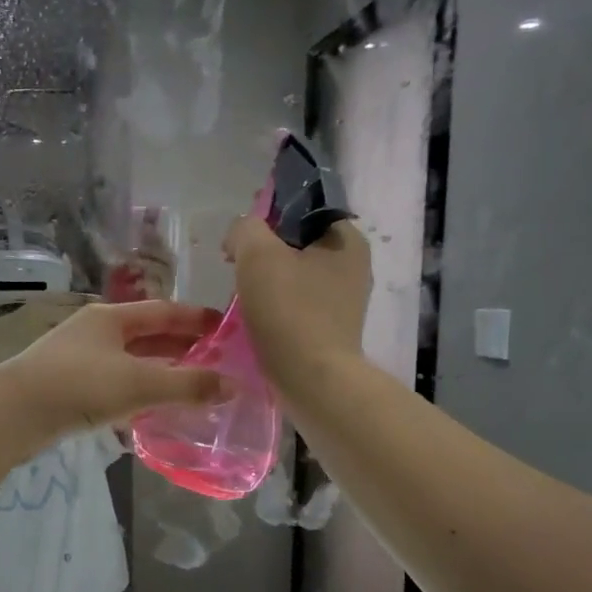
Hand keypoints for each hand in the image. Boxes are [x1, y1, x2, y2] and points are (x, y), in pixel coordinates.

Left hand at [0, 300, 226, 444]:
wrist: (12, 414)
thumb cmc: (79, 385)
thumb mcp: (139, 383)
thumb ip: (187, 385)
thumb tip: (233, 386)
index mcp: (111, 318)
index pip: (164, 311)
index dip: (196, 319)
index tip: (226, 328)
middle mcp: (95, 333)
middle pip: (147, 336)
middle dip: (181, 348)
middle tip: (217, 362)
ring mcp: (79, 361)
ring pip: (130, 363)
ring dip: (160, 374)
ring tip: (192, 388)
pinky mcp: (69, 389)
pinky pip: (114, 387)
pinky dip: (137, 395)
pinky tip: (151, 412)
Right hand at [224, 217, 371, 396]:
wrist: (313, 381)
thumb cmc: (289, 312)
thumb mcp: (258, 255)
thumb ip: (245, 229)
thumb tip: (240, 235)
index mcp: (347, 239)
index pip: (302, 210)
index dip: (266, 219)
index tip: (240, 243)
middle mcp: (354, 266)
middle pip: (297, 246)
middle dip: (264, 255)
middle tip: (237, 272)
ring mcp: (346, 301)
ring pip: (296, 278)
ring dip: (268, 285)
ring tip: (245, 301)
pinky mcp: (333, 330)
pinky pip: (298, 307)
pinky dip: (277, 310)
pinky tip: (260, 323)